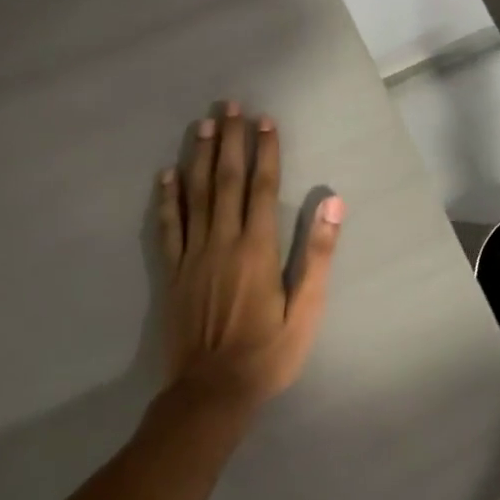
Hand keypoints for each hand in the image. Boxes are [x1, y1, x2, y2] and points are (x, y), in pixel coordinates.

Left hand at [156, 103, 343, 411]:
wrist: (211, 393)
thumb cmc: (268, 353)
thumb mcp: (306, 311)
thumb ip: (317, 255)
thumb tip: (332, 204)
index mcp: (257, 249)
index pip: (262, 188)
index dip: (265, 151)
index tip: (266, 121)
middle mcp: (223, 242)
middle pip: (227, 181)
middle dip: (231, 141)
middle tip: (230, 106)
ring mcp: (193, 255)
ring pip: (197, 195)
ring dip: (201, 157)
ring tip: (203, 125)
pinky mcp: (174, 272)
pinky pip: (169, 227)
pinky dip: (168, 198)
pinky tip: (167, 174)